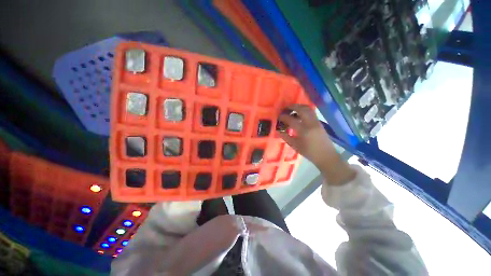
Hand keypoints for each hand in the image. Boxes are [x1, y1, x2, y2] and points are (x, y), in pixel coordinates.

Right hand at [277, 104, 355, 185]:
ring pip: (308, 109)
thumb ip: (286, 137)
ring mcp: (316, 122)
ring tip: (293, 109)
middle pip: (302, 109)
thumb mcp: (295, 146)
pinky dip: (305, 110)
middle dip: (293, 106)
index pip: (291, 120)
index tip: (279, 116)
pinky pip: (312, 113)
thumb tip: (278, 131)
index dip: (284, 117)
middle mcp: (311, 123)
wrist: (326, 156)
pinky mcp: (319, 123)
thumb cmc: (309, 153)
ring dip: (300, 107)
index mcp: (303, 131)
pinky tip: (300, 114)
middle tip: (286, 108)